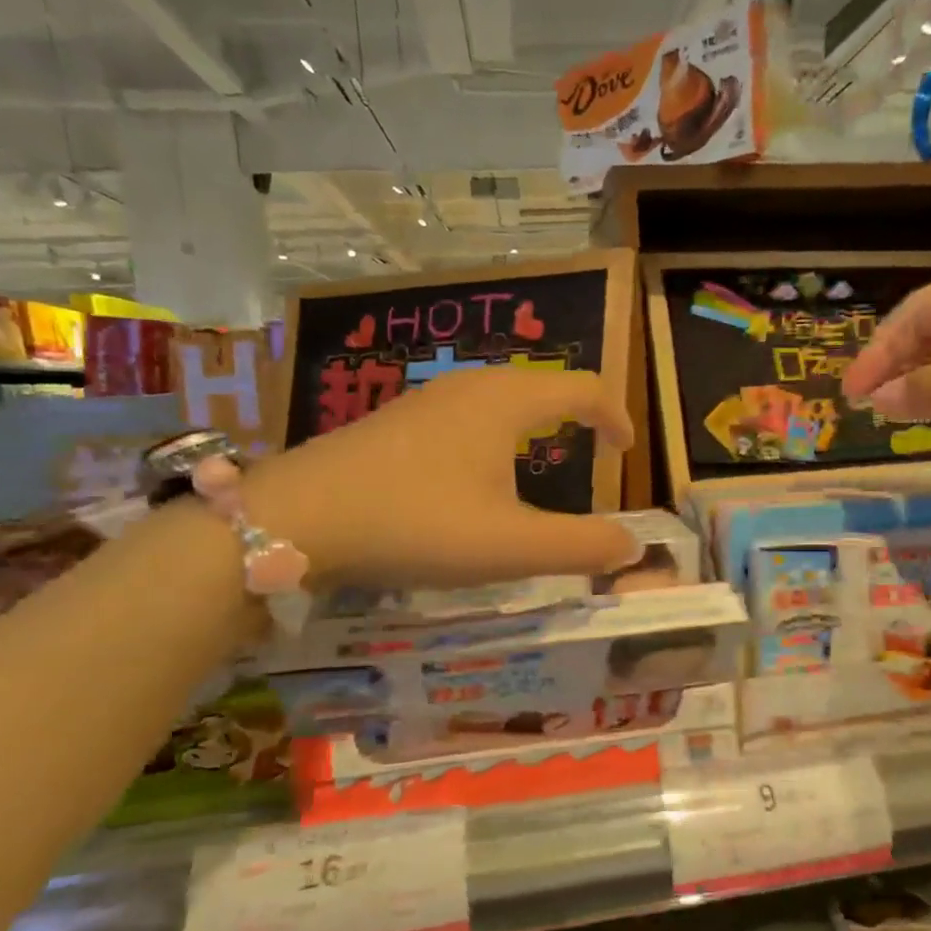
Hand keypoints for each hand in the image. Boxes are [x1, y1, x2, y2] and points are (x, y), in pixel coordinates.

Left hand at [247, 368, 640, 586]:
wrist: (297, 517)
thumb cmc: (416, 523)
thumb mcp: (510, 547)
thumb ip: (581, 547)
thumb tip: (633, 545)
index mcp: (506, 402)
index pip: (583, 387)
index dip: (614, 416)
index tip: (625, 451)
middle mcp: (470, 386)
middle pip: (542, 384)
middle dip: (576, 413)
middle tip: (590, 452)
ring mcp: (427, 399)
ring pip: (501, 395)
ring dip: (534, 420)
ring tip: (541, 459)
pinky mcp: (397, 420)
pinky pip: (467, 411)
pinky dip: (495, 431)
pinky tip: (474, 472)